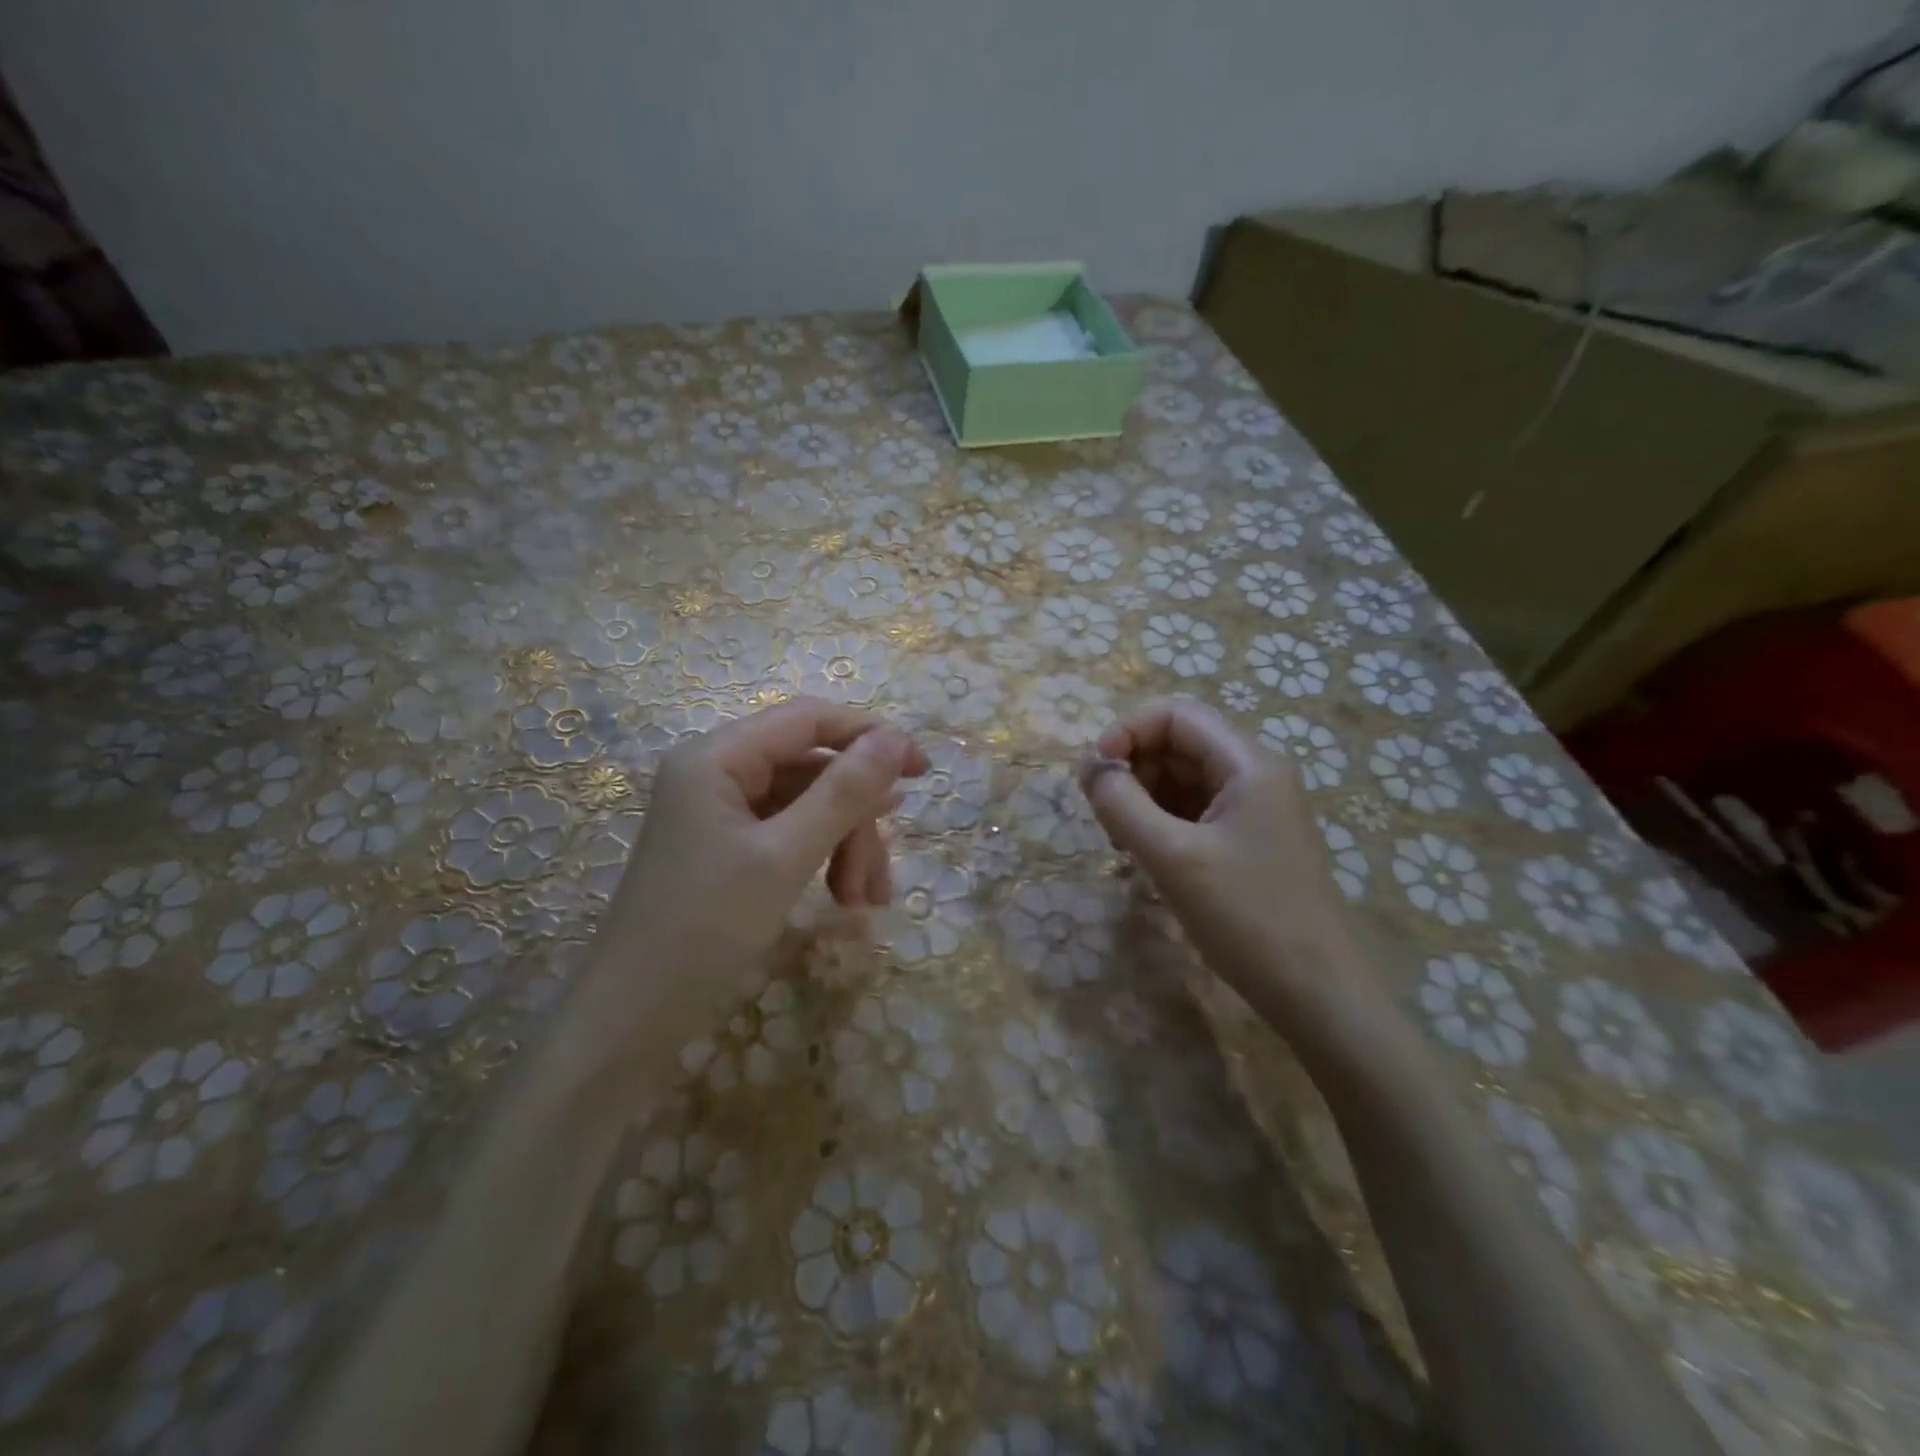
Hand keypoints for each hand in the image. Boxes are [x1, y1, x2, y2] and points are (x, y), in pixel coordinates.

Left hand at [585, 699, 924, 1027]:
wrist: (631, 1018)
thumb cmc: (704, 929)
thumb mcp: (785, 858)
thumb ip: (843, 793)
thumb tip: (896, 739)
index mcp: (717, 757)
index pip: (808, 720)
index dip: (870, 736)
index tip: (921, 770)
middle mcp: (717, 772)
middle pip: (813, 769)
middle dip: (856, 819)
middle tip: (881, 877)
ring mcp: (721, 811)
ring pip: (809, 806)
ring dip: (846, 847)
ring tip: (864, 903)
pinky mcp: (728, 846)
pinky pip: (791, 834)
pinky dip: (823, 861)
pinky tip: (845, 899)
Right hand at [1079, 699, 1382, 1036]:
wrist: (1317, 994)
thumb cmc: (1247, 917)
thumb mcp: (1173, 857)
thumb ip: (1122, 804)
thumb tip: (1090, 767)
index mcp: (1248, 763)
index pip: (1175, 716)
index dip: (1126, 732)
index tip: (1093, 775)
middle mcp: (1255, 775)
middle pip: (1178, 745)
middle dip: (1132, 769)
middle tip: (1105, 818)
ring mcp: (1254, 811)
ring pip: (1182, 780)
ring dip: (1143, 799)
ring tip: (1122, 843)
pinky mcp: (1248, 842)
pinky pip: (1194, 813)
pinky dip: (1162, 824)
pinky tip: (1146, 857)